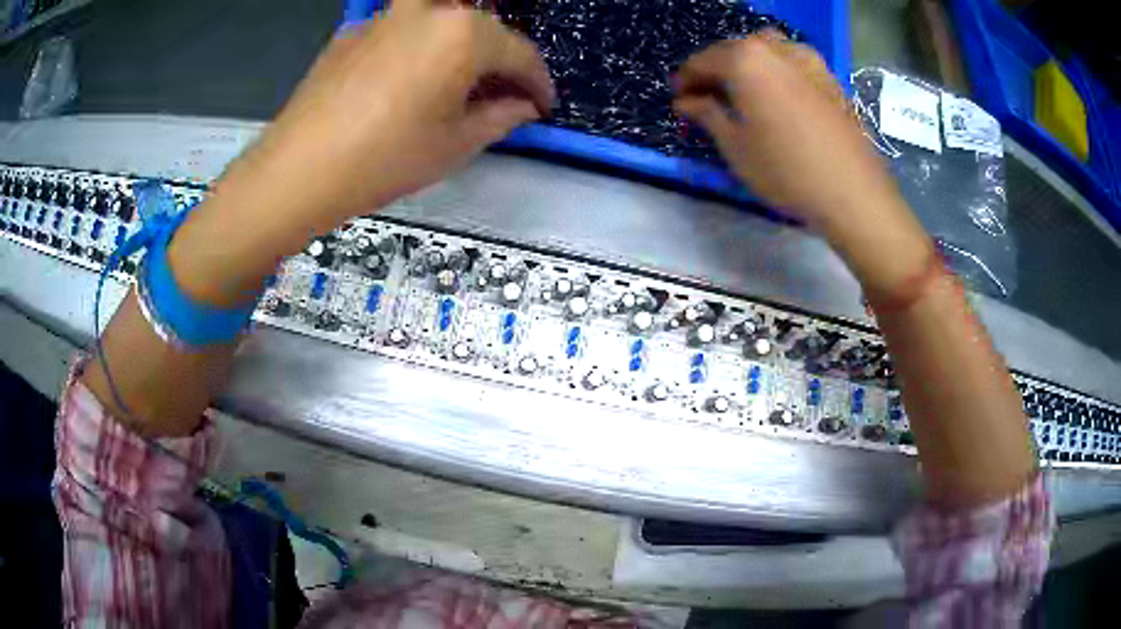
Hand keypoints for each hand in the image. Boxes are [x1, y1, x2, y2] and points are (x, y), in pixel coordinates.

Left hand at [169, 0, 553, 307]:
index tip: (544, 105)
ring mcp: (386, 16)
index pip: (521, 52)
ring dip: (461, 50)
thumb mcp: (456, 145)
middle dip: (500, 62)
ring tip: (460, 86)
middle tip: (504, 96)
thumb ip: (502, 116)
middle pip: (482, 29)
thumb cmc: (385, 159)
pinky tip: (411, 82)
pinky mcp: (354, 31)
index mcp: (464, 33)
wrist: (297, 170)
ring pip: (441, 24)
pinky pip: (402, 32)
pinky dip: (420, 50)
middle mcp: (429, 10)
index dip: (539, 82)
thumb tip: (523, 105)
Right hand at [672, 32, 895, 229]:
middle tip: (706, 96)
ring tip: (742, 90)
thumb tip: (686, 101)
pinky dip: (775, 69)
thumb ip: (707, 115)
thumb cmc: (786, 170)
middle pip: (734, 49)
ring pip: (765, 49)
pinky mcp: (829, 76)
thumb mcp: (736, 147)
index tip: (678, 99)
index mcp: (745, 60)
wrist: (852, 191)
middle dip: (715, 69)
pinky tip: (776, 93)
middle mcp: (775, 48)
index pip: (703, 61)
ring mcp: (807, 59)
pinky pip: (791, 61)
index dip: (686, 79)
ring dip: (747, 63)